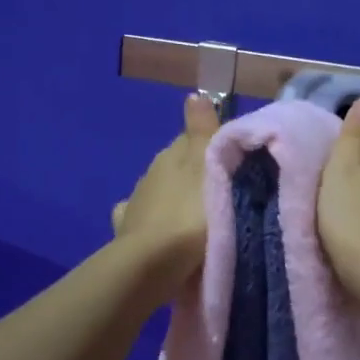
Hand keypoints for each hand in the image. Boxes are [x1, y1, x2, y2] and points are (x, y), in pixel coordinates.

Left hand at [111, 92, 221, 281]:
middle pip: (177, 166)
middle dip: (194, 175)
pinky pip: (140, 217)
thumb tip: (195, 94)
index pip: (192, 139)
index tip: (232, 163)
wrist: (154, 264)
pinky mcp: (127, 230)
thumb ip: (204, 131)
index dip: (212, 148)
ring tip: (195, 216)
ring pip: (159, 191)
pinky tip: (158, 229)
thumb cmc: (192, 214)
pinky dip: (151, 219)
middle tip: (221, 192)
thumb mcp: (208, 167)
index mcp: (171, 155)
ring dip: (175, 198)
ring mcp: (136, 202)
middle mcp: (150, 173)